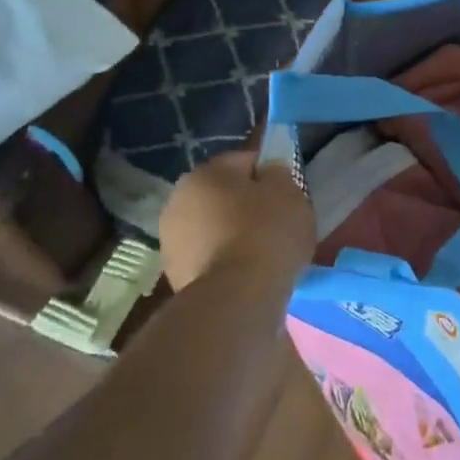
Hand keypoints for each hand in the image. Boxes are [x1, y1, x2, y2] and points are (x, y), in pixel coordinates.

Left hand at [160, 150, 314, 292]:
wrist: (236, 298)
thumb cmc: (266, 233)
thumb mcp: (289, 192)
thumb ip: (278, 174)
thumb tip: (268, 172)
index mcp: (206, 172)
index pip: (244, 161)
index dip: (269, 175)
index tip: (287, 194)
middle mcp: (178, 198)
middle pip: (223, 194)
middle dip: (246, 205)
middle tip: (275, 223)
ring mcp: (171, 239)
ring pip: (212, 226)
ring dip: (232, 233)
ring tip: (261, 253)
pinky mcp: (173, 273)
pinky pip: (208, 256)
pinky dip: (224, 260)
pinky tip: (246, 273)